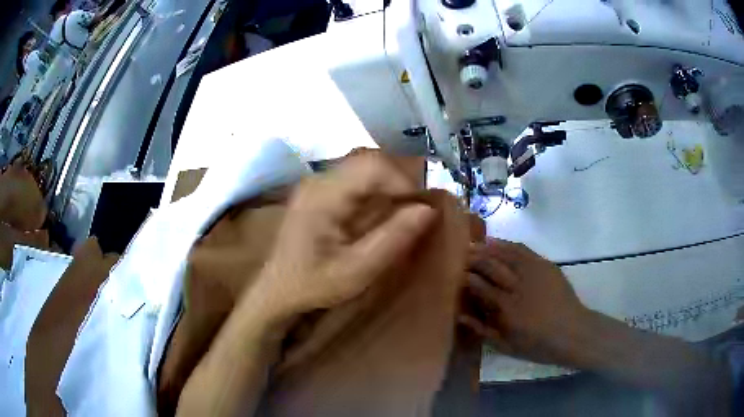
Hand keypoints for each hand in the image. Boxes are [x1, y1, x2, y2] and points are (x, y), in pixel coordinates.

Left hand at [252, 152, 435, 319]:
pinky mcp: (320, 190)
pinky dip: (377, 189)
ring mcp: (318, 182)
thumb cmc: (312, 284)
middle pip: (369, 160)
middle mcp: (319, 179)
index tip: (421, 209)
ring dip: (389, 184)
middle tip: (415, 210)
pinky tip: (381, 212)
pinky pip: (356, 177)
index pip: (372, 165)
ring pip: (365, 165)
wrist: (277, 289)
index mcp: (322, 195)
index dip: (403, 182)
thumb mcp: (356, 271)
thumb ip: (393, 239)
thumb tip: (429, 209)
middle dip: (399, 181)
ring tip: (402, 212)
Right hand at [460, 239, 591, 364]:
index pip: (480, 287)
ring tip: (473, 244)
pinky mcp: (545, 266)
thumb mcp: (507, 346)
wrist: (572, 332)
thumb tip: (460, 316)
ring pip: (506, 254)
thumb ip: (482, 331)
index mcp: (507, 310)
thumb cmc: (538, 345)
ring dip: (487, 248)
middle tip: (460, 255)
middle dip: (474, 259)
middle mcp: (518, 287)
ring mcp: (533, 273)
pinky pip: (523, 250)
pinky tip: (496, 242)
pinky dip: (507, 245)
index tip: (455, 273)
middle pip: (491, 267)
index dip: (466, 278)